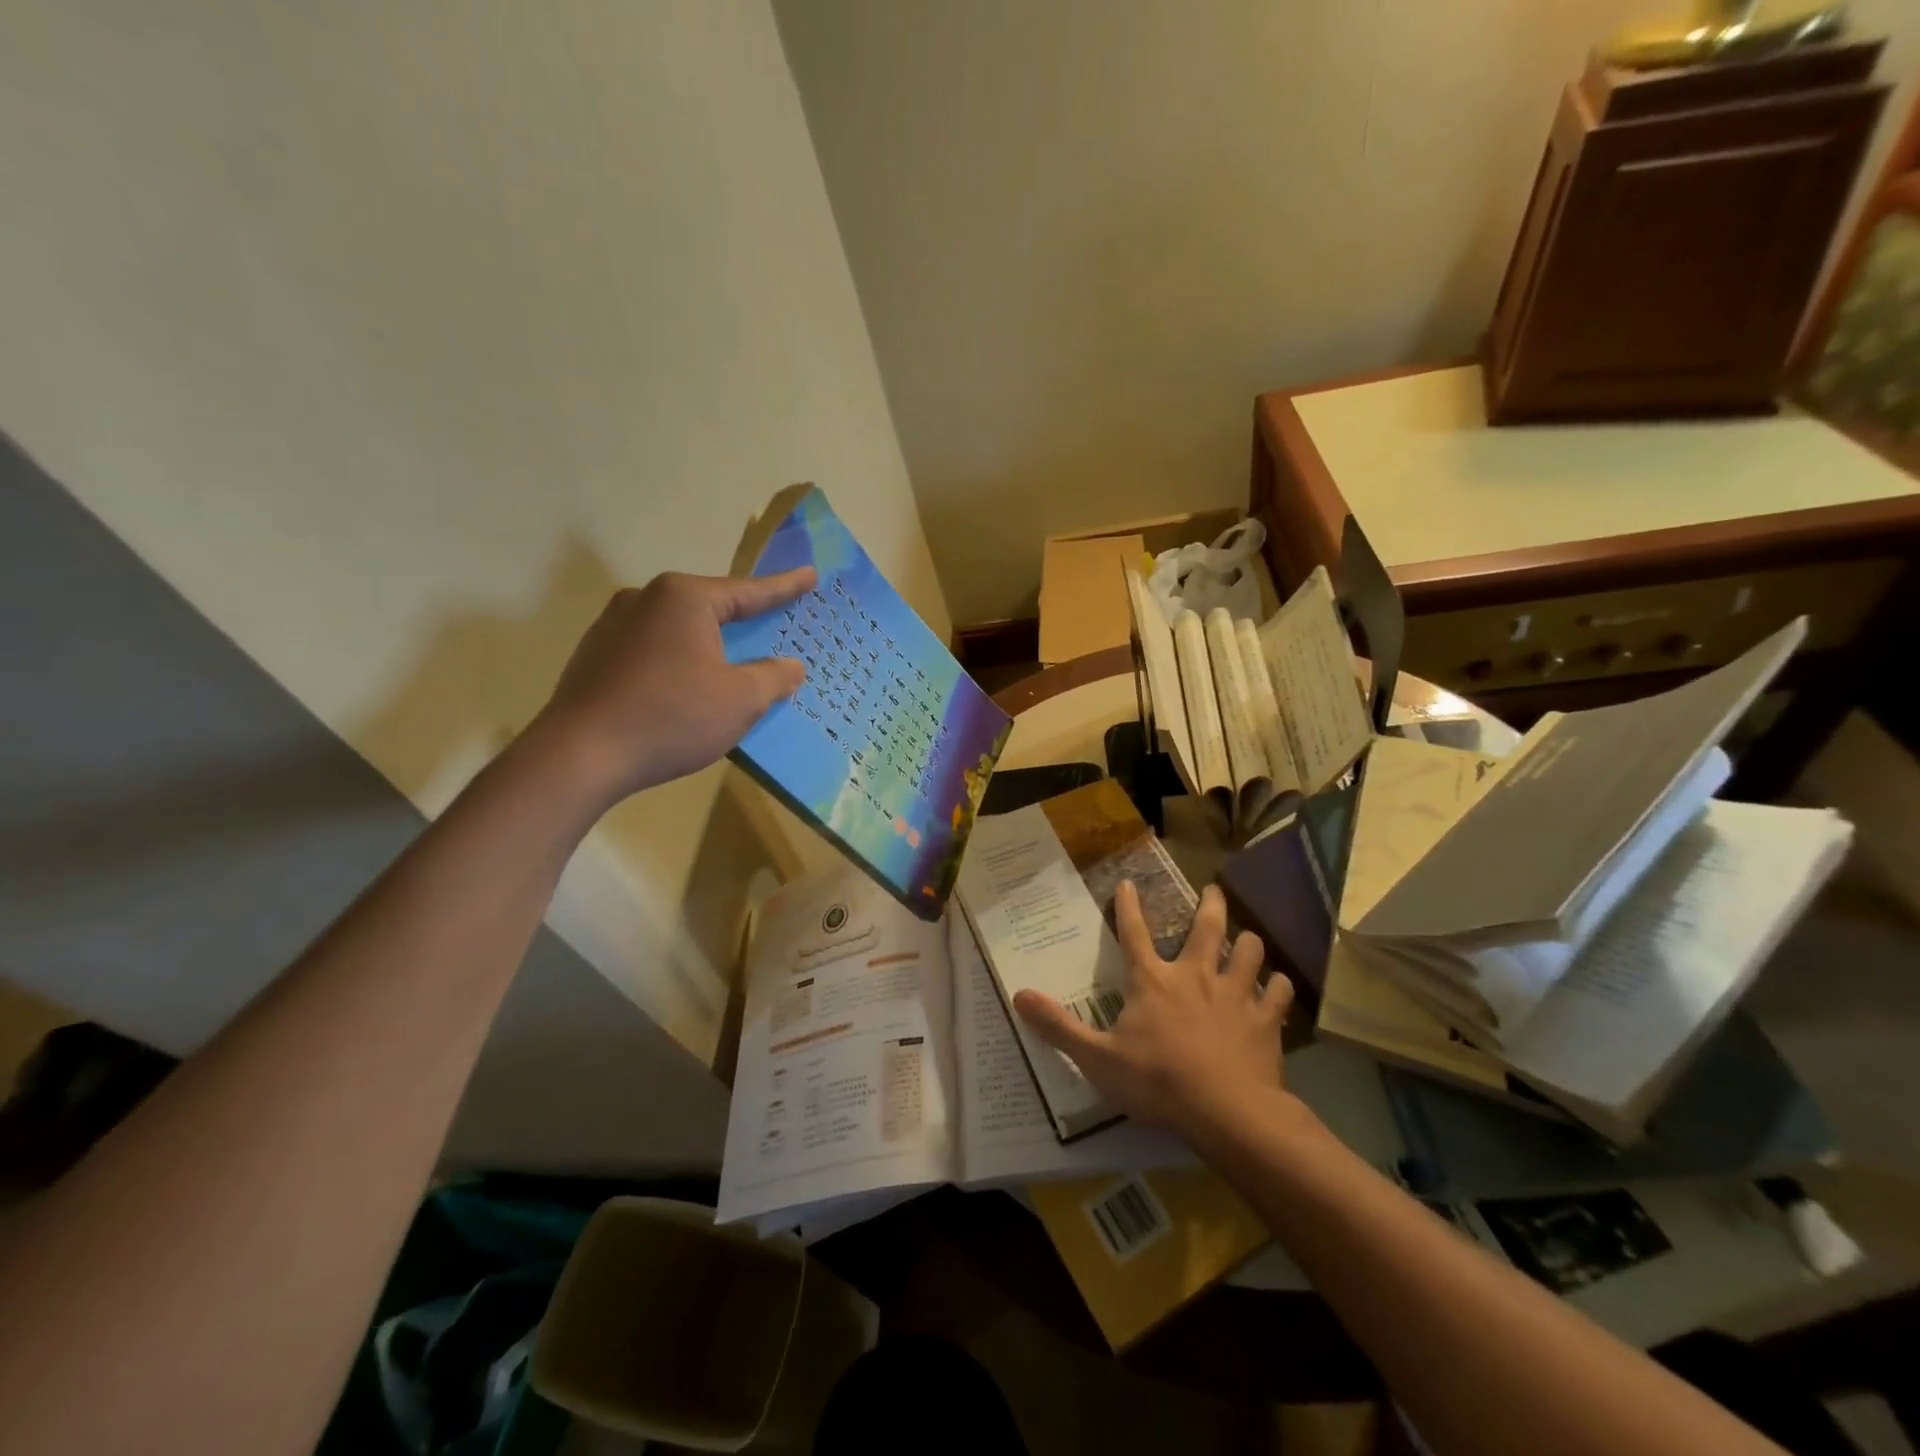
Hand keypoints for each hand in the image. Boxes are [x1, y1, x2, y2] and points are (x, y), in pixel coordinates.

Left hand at [531, 568, 815, 807]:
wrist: (581, 755)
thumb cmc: (672, 717)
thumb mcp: (741, 700)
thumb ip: (774, 677)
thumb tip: (791, 666)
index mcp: (684, 598)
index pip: (749, 591)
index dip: (785, 588)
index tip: (810, 575)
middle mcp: (645, 599)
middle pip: (710, 609)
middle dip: (742, 621)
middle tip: (771, 625)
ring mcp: (612, 626)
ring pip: (678, 632)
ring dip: (707, 647)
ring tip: (728, 668)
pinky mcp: (594, 656)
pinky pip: (652, 651)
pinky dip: (677, 664)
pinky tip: (684, 691)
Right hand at [1014, 882, 1292, 1141]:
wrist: (1226, 1111)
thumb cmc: (1157, 1081)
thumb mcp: (1097, 1058)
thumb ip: (1059, 1027)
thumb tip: (1018, 995)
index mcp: (1152, 981)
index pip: (1133, 933)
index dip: (1128, 906)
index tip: (1128, 882)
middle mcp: (1195, 976)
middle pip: (1206, 928)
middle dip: (1210, 905)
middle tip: (1214, 890)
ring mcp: (1235, 994)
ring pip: (1249, 951)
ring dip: (1248, 943)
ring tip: (1247, 939)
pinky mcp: (1265, 1020)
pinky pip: (1278, 992)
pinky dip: (1278, 986)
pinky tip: (1277, 986)